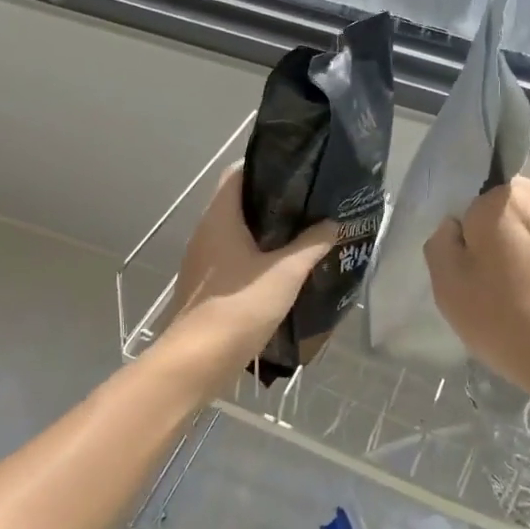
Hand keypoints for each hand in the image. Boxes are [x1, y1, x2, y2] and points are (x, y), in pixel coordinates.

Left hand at [166, 166, 337, 371]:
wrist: (195, 362)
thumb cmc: (238, 307)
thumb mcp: (285, 273)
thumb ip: (311, 244)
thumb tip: (333, 223)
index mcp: (220, 218)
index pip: (237, 173)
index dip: (265, 166)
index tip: (297, 170)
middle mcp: (207, 232)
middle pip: (239, 202)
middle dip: (274, 200)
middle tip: (310, 202)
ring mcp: (204, 260)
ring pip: (238, 232)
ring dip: (268, 231)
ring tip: (304, 232)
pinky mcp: (208, 285)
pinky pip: (235, 257)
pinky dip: (258, 254)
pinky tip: (285, 267)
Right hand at [424, 170, 529, 416]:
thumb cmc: (512, 328)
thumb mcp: (450, 294)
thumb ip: (441, 246)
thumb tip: (455, 224)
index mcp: (495, 202)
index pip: (471, 202)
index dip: (469, 231)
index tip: (473, 261)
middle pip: (512, 191)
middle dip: (504, 215)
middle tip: (504, 260)